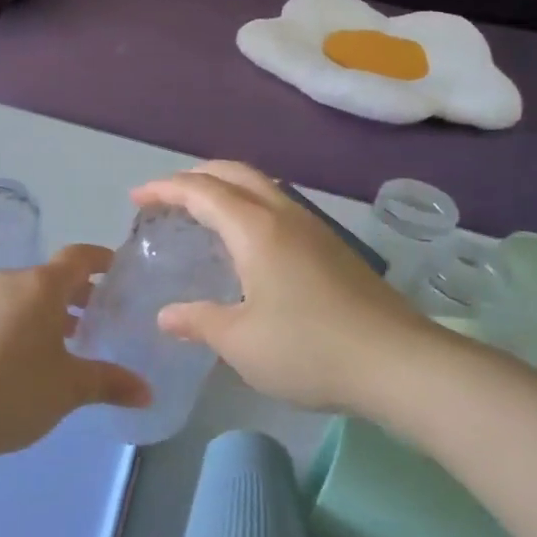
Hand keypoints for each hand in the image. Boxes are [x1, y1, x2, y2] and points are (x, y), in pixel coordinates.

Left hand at [0, 244, 150, 455]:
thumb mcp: (69, 388)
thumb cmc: (14, 388)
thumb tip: (147, 391)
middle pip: (52, 276)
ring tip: (70, 341)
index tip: (118, 270)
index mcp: (41, 285)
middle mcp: (11, 280)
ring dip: (51, 310)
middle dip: (78, 293)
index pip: (78, 256)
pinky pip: (5, 309)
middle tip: (101, 317)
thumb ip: (110, 382)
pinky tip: (31, 355)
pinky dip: (25, 320)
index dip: (101, 260)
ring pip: (27, 294)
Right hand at [131, 162, 436, 412]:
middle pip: (235, 173)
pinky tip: (249, 245)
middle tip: (168, 196)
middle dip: (196, 176)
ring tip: (204, 214)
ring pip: (263, 187)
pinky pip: (280, 208)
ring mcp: (315, 229)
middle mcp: (285, 215)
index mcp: (256, 229)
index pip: (201, 191)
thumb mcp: (241, 342)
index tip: (137, 198)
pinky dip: (250, 208)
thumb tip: (166, 316)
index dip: (165, 188)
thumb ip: (199, 321)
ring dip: (227, 189)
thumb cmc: (309, 348)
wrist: (400, 364)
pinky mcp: (334, 249)